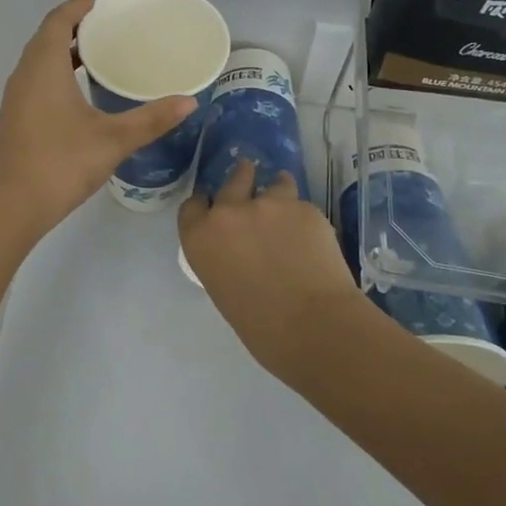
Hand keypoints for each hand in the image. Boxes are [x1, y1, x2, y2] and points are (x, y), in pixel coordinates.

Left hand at [0, 0, 197, 231]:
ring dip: (62, 49)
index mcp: (44, 67)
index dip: (75, 7)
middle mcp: (26, 75)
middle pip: (45, 37)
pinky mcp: (17, 117)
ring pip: (39, 59)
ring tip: (96, 51)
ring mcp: (17, 97)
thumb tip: (189, 101)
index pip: (57, 22)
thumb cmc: (61, 161)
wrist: (13, 204)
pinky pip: (36, 78)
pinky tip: (79, 89)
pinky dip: (56, 70)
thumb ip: (152, 119)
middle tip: (104, 23)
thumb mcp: (113, 139)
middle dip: (71, 25)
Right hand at [178, 159, 364, 375]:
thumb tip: (239, 251)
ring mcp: (268, 204)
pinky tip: (312, 235)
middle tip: (250, 178)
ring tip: (288, 205)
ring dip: (277, 190)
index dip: (204, 205)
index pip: (192, 206)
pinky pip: (301, 205)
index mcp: (201, 237)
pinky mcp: (303, 207)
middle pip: (232, 182)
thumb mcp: (224, 289)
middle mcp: (229, 212)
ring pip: (274, 184)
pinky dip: (303, 216)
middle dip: (241, 178)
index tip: (214, 208)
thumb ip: (224, 258)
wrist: (313, 325)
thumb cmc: (261, 327)